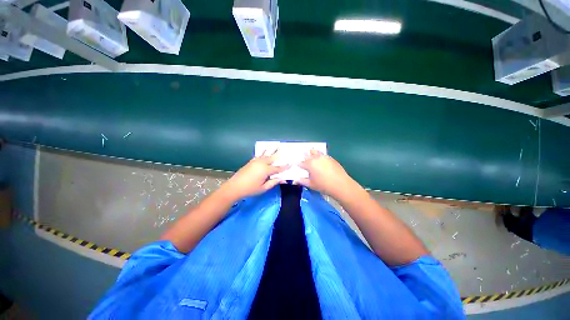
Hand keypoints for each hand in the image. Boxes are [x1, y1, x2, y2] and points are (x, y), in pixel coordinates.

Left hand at [221, 150, 288, 199]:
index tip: (291, 164)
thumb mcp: (263, 188)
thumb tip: (282, 179)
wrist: (235, 187)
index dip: (285, 167)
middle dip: (281, 155)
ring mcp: (256, 161)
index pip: (278, 168)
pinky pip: (260, 154)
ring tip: (278, 145)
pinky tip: (266, 149)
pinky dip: (264, 151)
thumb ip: (273, 182)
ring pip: (267, 154)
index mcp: (266, 170)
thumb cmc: (250, 189)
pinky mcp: (252, 161)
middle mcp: (262, 163)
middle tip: (287, 151)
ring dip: (273, 150)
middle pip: (273, 158)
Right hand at [297, 150, 355, 198]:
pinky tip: (321, 159)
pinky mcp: (331, 158)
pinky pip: (323, 154)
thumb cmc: (323, 185)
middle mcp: (316, 158)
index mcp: (309, 164)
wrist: (340, 184)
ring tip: (311, 154)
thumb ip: (302, 181)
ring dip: (312, 153)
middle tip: (303, 157)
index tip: (297, 164)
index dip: (298, 164)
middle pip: (308, 155)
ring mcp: (324, 157)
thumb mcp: (311, 184)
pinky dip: (320, 155)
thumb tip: (296, 180)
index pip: (301, 163)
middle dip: (305, 156)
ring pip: (316, 152)